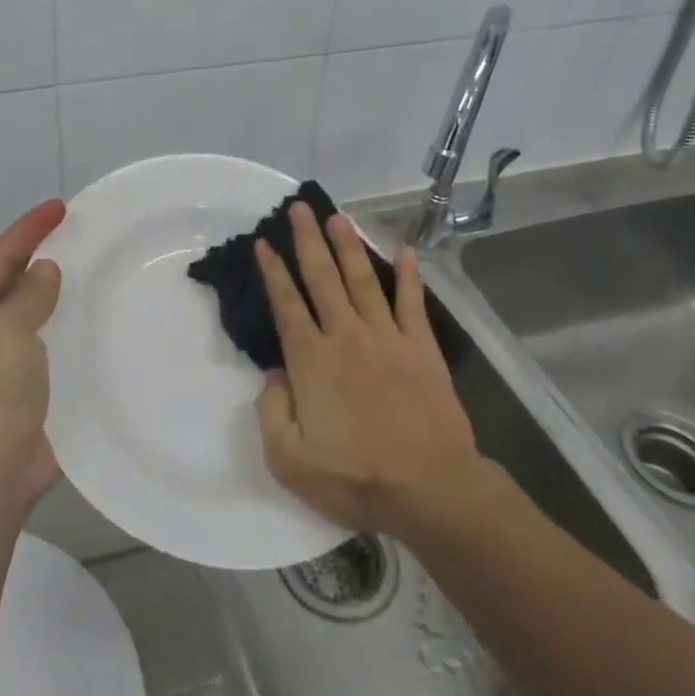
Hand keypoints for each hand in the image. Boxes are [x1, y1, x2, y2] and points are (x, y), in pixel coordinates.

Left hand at [0, 200, 65, 506]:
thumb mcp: (6, 329)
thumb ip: (28, 294)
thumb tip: (44, 270)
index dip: (27, 229)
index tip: (60, 206)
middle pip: (11, 283)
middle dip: (39, 257)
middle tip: (76, 234)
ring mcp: (1, 366)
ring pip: (32, 316)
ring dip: (55, 294)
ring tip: (89, 272)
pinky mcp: (26, 392)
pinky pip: (49, 347)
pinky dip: (67, 330)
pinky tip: (92, 324)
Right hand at [254, 203, 481, 537]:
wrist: (430, 488)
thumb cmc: (355, 478)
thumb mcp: (288, 460)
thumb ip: (271, 410)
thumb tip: (275, 374)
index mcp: (310, 360)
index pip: (286, 304)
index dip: (273, 270)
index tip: (264, 242)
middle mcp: (345, 336)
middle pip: (322, 277)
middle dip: (307, 240)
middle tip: (299, 207)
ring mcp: (387, 338)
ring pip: (362, 280)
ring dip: (348, 246)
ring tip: (337, 217)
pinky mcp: (421, 348)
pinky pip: (412, 303)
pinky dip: (409, 276)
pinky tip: (404, 251)